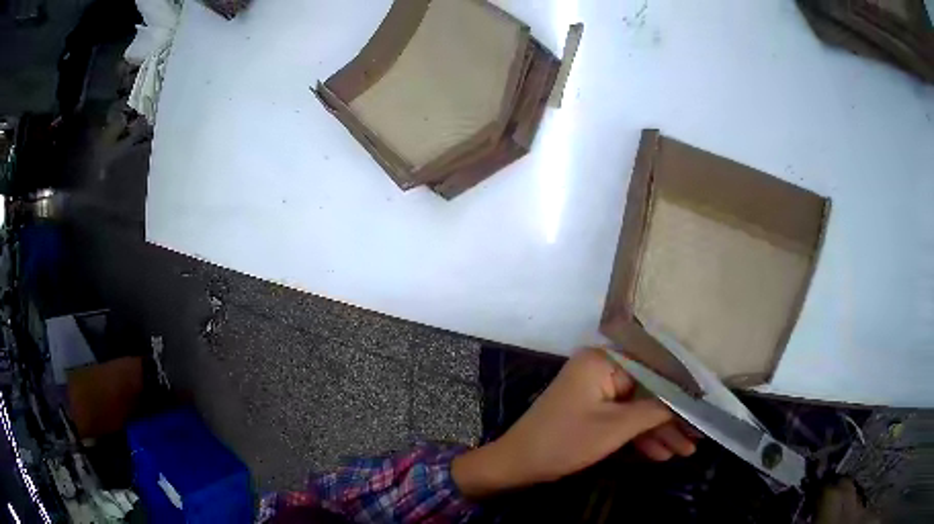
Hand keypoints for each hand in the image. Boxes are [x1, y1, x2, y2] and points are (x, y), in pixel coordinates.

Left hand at [452, 348, 696, 497]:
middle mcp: (601, 368)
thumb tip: (689, 400)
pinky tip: (662, 454)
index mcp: (603, 360)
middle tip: (697, 437)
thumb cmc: (564, 442)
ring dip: (660, 431)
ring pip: (637, 408)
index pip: (654, 370)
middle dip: (672, 419)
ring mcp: (596, 390)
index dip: (682, 390)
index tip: (705, 406)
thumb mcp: (615, 428)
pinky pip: (622, 418)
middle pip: (648, 391)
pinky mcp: (592, 409)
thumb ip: (655, 411)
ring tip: (686, 451)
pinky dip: (640, 436)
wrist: (518, 465)